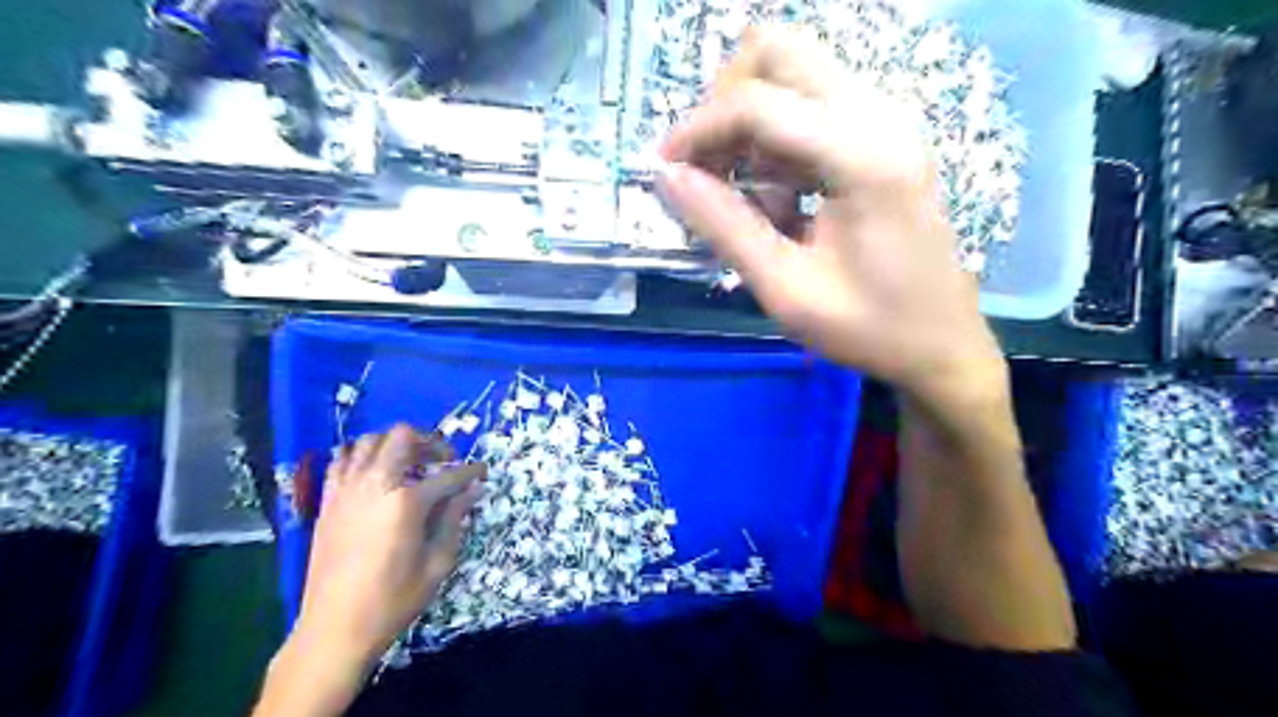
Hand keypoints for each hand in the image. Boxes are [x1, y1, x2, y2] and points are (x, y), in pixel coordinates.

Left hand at [291, 429, 483, 673]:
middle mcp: (375, 484)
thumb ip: (455, 519)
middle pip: (403, 437)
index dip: (470, 471)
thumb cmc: (393, 600)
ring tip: (410, 462)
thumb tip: (473, 491)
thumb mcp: (438, 563)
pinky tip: (375, 473)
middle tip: (443, 460)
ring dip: (395, 443)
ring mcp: (346, 490)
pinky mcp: (327, 502)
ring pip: (369, 441)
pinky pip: (341, 461)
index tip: (482, 470)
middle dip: (430, 442)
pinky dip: (362, 457)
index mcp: (406, 502)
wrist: (334, 629)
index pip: (448, 476)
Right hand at [658, 26, 1009, 396]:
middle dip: (725, 103)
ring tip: (740, 195)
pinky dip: (775, 140)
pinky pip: (810, 107)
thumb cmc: (868, 327)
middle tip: (706, 166)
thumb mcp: (785, 288)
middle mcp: (879, 115)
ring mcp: (885, 120)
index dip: (697, 130)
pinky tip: (777, 201)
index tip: (664, 169)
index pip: (758, 103)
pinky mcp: (882, 135)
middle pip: (778, 52)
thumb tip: (668, 178)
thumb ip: (725, 227)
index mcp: (862, 156)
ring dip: (749, 123)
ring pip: (792, 74)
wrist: (941, 343)